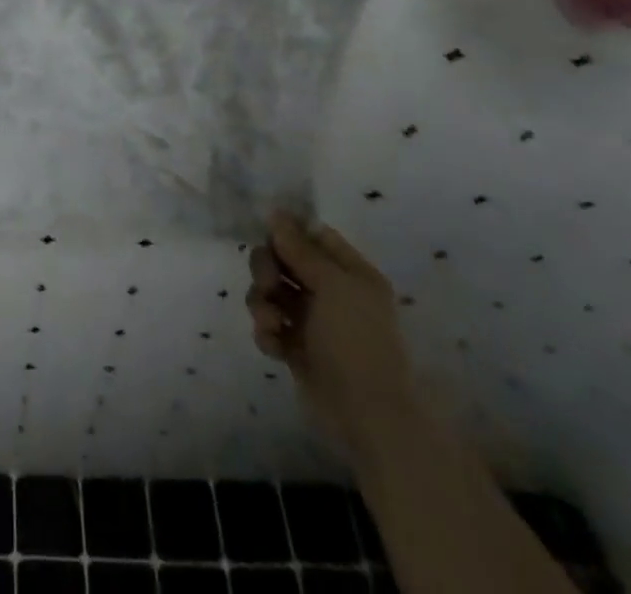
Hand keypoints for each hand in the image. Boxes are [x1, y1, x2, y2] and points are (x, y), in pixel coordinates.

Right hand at [247, 214, 416, 451]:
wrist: (367, 416)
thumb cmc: (357, 340)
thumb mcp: (333, 286)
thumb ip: (300, 248)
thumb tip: (276, 213)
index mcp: (349, 272)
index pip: (312, 235)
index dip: (287, 232)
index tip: (266, 234)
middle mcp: (330, 291)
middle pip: (283, 260)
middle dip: (267, 268)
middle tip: (268, 283)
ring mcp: (311, 320)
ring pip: (270, 291)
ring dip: (262, 302)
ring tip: (272, 322)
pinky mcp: (295, 347)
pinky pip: (269, 324)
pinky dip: (267, 331)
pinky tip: (275, 345)